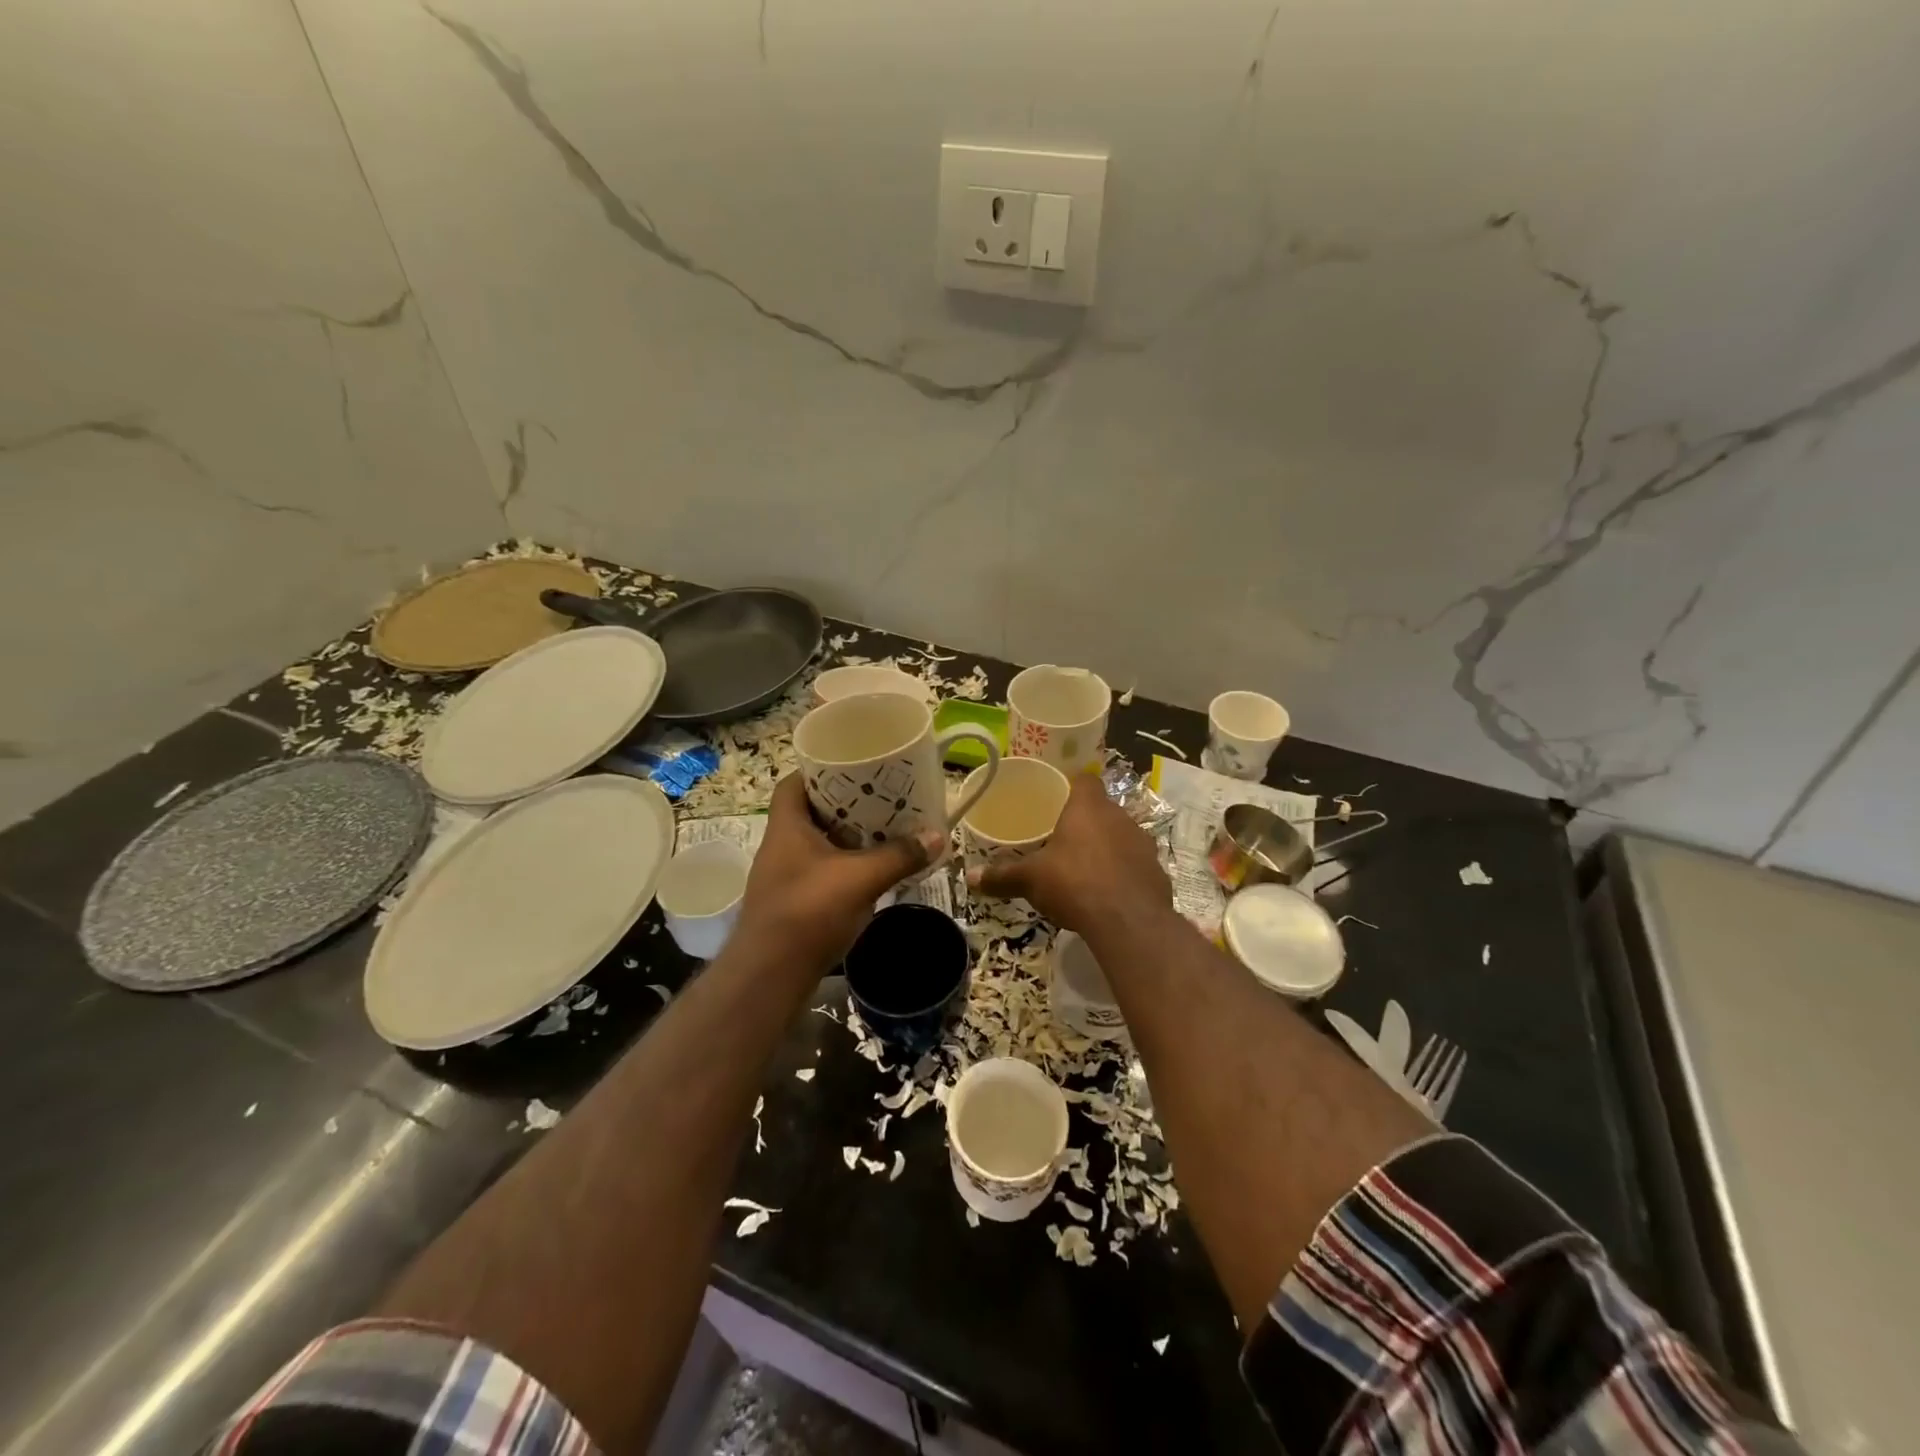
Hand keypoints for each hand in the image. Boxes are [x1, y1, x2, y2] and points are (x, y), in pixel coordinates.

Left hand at [736, 775, 945, 971]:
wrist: (770, 975)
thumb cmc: (809, 912)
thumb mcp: (861, 878)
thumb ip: (899, 855)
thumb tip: (937, 835)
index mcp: (787, 827)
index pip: (794, 783)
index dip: (820, 771)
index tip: (854, 768)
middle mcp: (780, 846)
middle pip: (812, 812)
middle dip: (845, 806)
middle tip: (881, 799)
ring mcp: (784, 876)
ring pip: (818, 844)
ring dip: (847, 838)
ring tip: (883, 830)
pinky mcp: (793, 903)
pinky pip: (821, 871)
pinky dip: (844, 866)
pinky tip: (871, 871)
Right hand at [967, 773, 1170, 934]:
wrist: (1128, 921)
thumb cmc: (1074, 883)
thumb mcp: (1030, 879)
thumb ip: (1002, 876)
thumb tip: (970, 877)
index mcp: (1088, 807)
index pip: (1085, 780)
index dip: (1072, 786)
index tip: (1058, 799)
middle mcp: (1120, 817)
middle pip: (1103, 809)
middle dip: (1086, 823)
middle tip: (1064, 841)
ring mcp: (1143, 843)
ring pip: (1122, 837)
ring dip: (1107, 848)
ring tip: (1085, 869)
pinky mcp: (1157, 871)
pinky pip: (1136, 865)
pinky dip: (1124, 874)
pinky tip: (1108, 893)